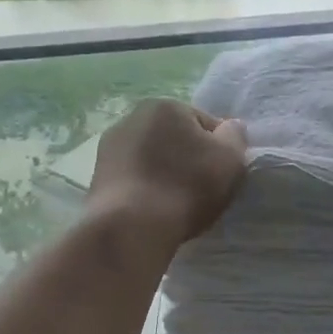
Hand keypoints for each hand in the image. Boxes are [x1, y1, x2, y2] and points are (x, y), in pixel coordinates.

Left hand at [87, 98, 247, 248]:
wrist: (130, 227)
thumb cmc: (186, 187)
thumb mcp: (230, 159)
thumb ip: (235, 136)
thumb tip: (230, 127)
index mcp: (165, 106)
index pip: (205, 124)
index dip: (219, 150)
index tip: (221, 176)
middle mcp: (132, 117)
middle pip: (175, 139)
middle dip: (188, 159)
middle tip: (200, 191)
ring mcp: (109, 147)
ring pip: (152, 159)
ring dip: (164, 174)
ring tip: (175, 204)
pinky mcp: (96, 176)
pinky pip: (134, 179)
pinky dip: (145, 190)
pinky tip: (153, 211)